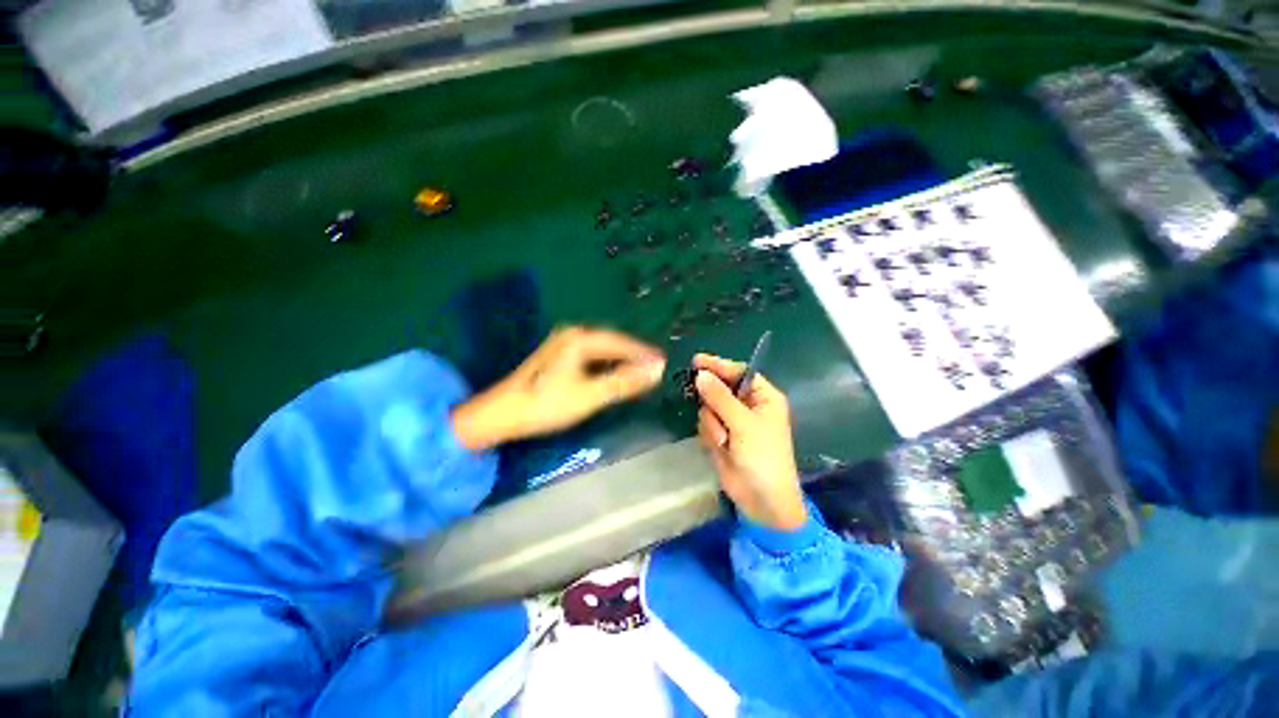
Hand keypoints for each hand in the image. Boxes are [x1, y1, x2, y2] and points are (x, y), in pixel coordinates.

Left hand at [452, 327, 665, 450]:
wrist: (501, 414)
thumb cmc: (547, 404)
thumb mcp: (590, 395)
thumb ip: (625, 381)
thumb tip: (657, 370)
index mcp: (580, 339)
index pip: (621, 342)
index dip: (643, 353)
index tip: (662, 362)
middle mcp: (572, 335)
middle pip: (611, 343)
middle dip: (633, 355)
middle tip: (653, 367)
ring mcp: (562, 344)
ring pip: (600, 350)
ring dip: (619, 360)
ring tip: (638, 371)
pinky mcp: (556, 356)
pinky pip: (589, 356)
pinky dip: (604, 365)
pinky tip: (611, 374)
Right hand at [693, 353, 806, 530]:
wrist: (761, 499)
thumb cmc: (762, 456)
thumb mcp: (743, 424)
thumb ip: (720, 397)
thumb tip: (701, 374)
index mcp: (763, 396)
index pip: (738, 372)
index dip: (718, 366)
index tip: (696, 361)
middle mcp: (747, 405)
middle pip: (719, 389)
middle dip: (713, 403)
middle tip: (711, 411)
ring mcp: (732, 421)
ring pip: (708, 408)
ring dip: (713, 424)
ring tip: (724, 441)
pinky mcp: (721, 435)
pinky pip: (705, 424)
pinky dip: (710, 435)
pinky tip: (721, 447)